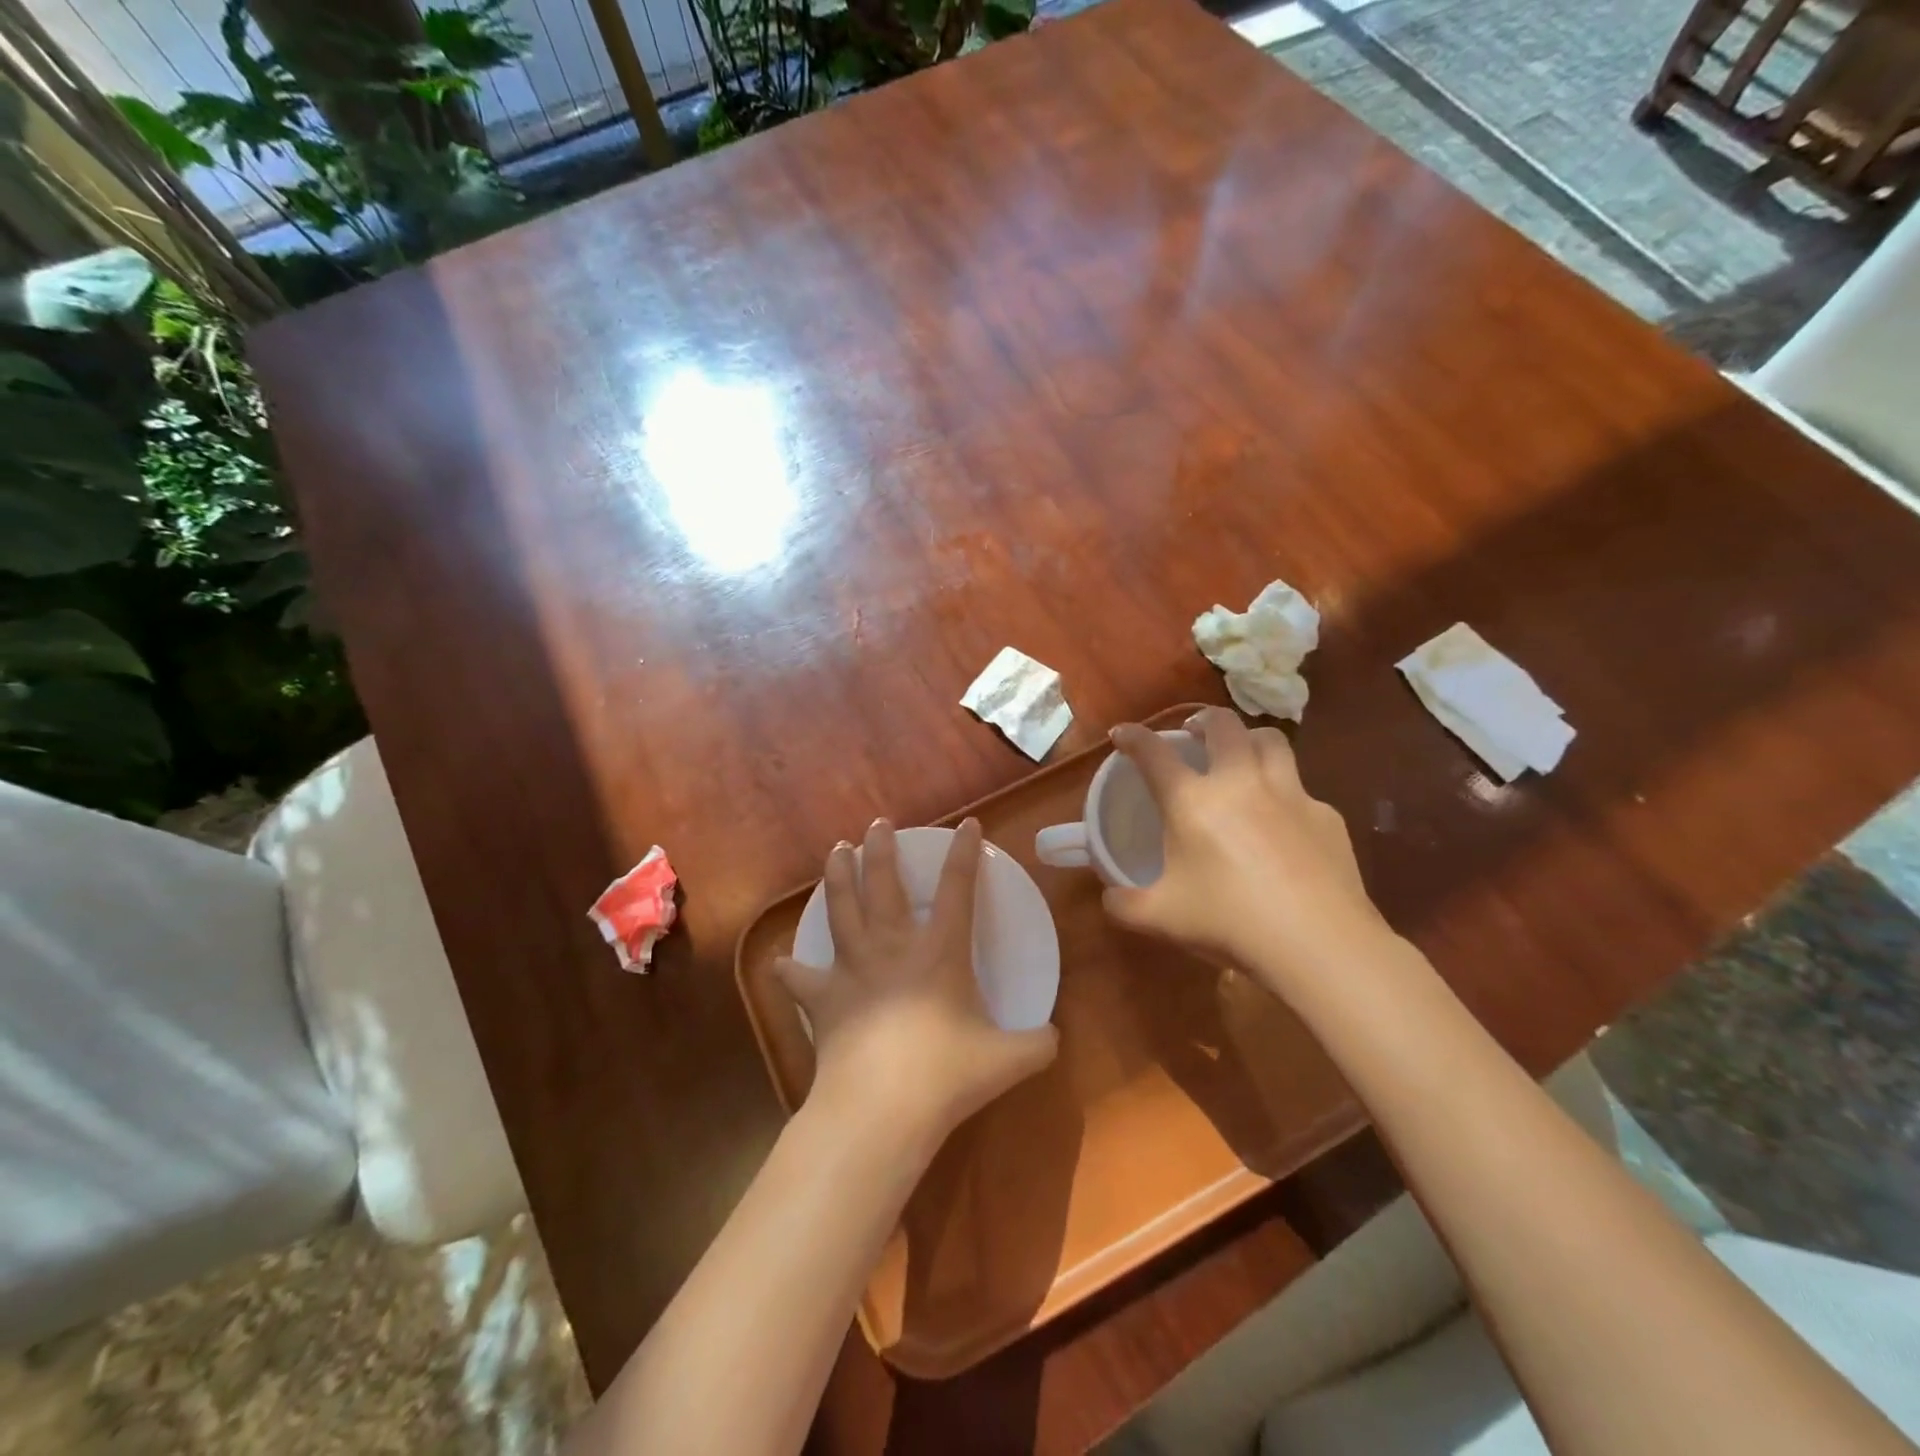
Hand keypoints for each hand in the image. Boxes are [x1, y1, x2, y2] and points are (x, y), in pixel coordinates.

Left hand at [774, 818, 1058, 1153]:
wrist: (882, 1106)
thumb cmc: (946, 1074)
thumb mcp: (1008, 1060)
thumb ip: (1037, 1044)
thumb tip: (1055, 1038)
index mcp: (940, 951)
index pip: (958, 889)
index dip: (965, 853)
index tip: (967, 824)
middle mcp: (893, 947)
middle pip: (883, 883)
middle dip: (880, 849)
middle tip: (877, 825)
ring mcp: (853, 969)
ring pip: (840, 909)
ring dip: (837, 876)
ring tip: (836, 850)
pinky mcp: (823, 999)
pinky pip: (800, 978)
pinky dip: (790, 970)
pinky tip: (780, 962)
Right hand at [1104, 707, 1392, 992]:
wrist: (1319, 945)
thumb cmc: (1230, 923)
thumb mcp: (1162, 919)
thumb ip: (1125, 904)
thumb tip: (1110, 897)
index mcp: (1193, 802)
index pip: (1153, 753)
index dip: (1132, 737)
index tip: (1122, 733)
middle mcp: (1240, 783)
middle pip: (1223, 725)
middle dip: (1202, 719)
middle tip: (1194, 733)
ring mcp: (1290, 795)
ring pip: (1271, 741)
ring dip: (1249, 739)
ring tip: (1241, 755)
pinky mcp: (1326, 816)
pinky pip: (1302, 790)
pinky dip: (1284, 793)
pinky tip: (1283, 823)